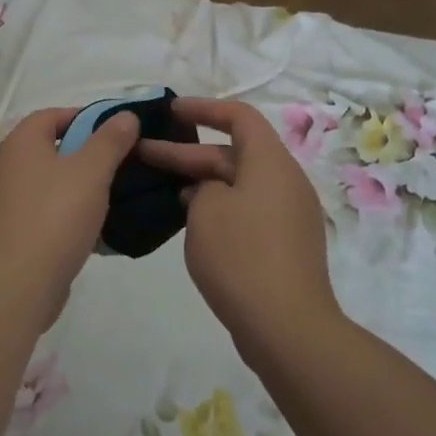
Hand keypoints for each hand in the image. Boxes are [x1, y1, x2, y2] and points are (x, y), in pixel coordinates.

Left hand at [0, 107, 139, 328]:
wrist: (18, 283)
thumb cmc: (55, 216)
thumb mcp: (92, 171)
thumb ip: (110, 140)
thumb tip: (125, 116)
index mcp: (21, 143)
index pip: (52, 115)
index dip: (85, 117)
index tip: (116, 132)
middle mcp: (7, 167)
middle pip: (52, 149)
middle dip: (87, 154)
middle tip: (121, 163)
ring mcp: (6, 202)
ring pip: (51, 183)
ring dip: (80, 187)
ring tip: (115, 195)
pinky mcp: (12, 233)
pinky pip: (46, 213)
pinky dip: (69, 214)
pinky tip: (96, 228)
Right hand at [137, 97, 342, 355]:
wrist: (286, 327)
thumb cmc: (242, 256)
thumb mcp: (206, 210)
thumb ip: (202, 187)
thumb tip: (211, 191)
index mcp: (271, 162)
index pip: (239, 116)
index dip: (204, 108)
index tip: (170, 111)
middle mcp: (286, 181)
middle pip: (234, 153)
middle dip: (189, 153)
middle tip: (144, 155)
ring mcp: (290, 215)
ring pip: (240, 184)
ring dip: (203, 183)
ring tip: (164, 190)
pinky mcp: (286, 245)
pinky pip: (249, 211)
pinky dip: (220, 208)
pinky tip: (193, 224)